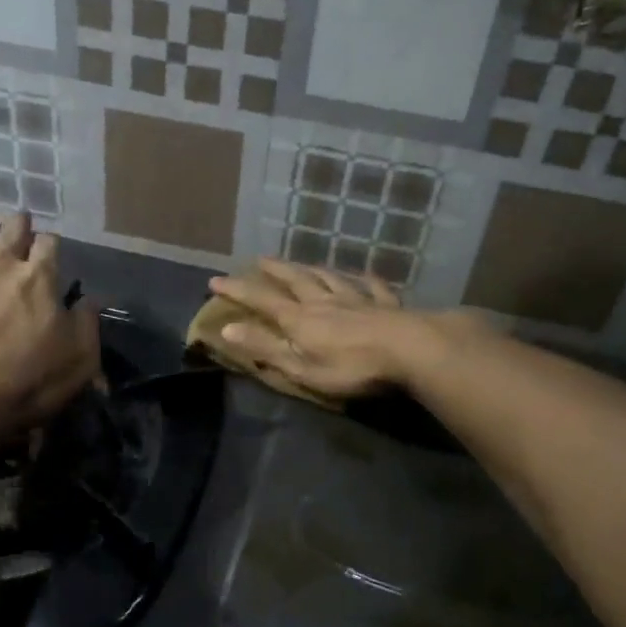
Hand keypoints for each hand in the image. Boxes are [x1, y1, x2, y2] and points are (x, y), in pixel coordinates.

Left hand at [0, 206, 99, 440]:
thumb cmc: (26, 383)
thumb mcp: (79, 360)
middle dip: (18, 224)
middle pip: (11, 233)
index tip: (51, 245)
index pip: (49, 246)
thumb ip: (87, 324)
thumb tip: (88, 301)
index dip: (51, 243)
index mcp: (39, 279)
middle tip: (20, 216)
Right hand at [207, 260, 475, 399]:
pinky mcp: (387, 305)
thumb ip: (265, 348)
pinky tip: (366, 275)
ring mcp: (358, 299)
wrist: (410, 349)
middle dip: (275, 271)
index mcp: (300, 319)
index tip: (216, 280)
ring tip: (303, 263)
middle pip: (296, 280)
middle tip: (260, 260)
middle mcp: (325, 302)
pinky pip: (373, 287)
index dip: (238, 290)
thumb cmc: (351, 366)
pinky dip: (366, 279)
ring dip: (313, 269)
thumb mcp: (300, 367)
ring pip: (330, 278)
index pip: (262, 301)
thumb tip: (226, 330)